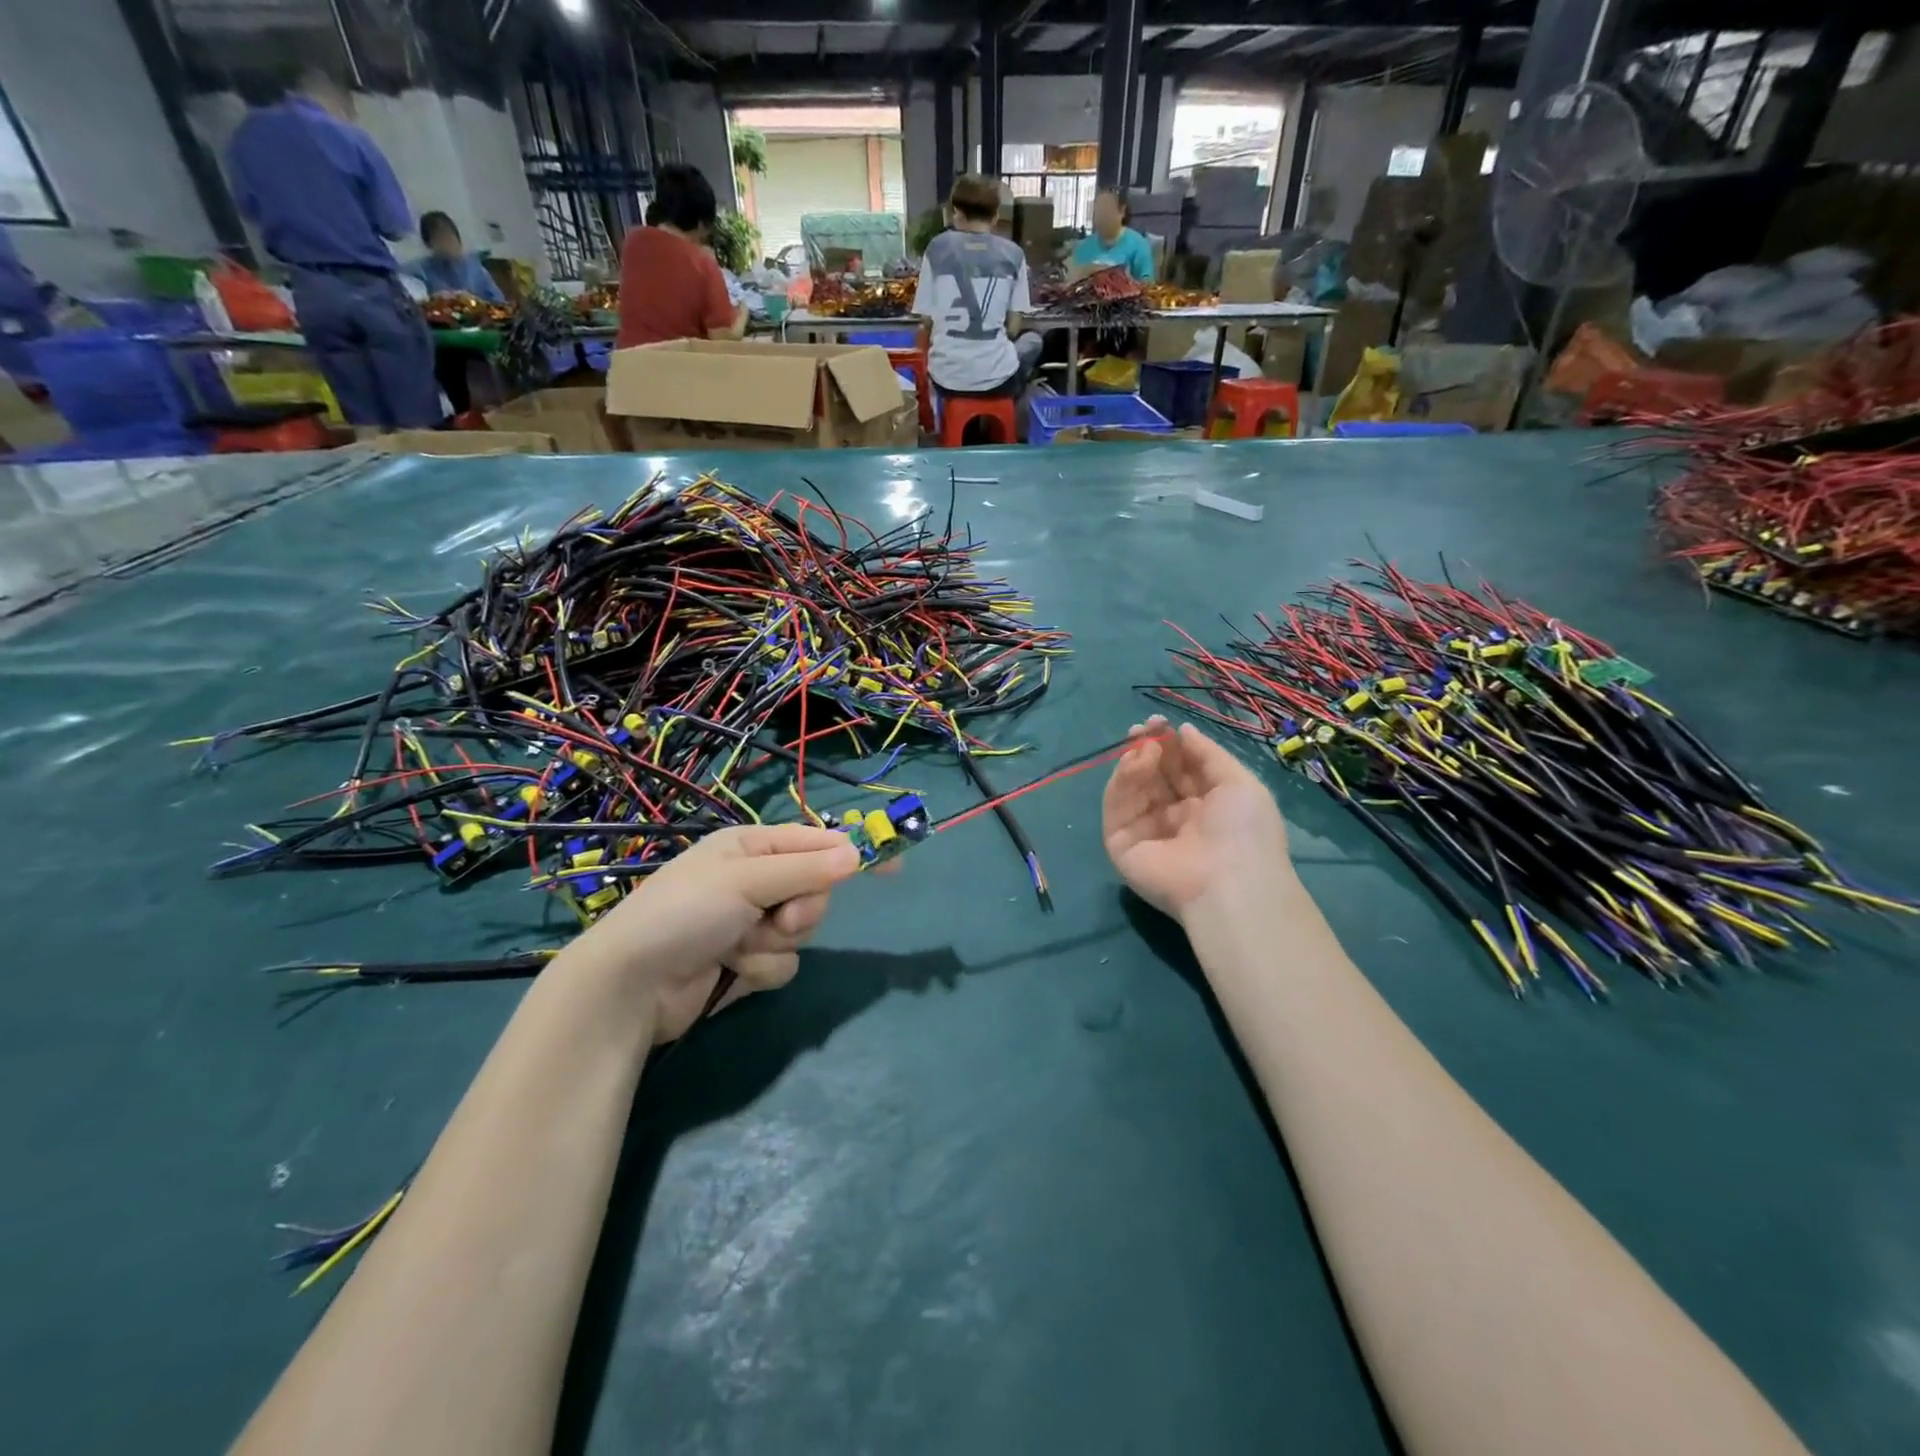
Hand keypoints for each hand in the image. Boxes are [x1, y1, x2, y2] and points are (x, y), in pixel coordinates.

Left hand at [578, 824, 860, 1042]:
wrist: (632, 985)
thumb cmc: (685, 914)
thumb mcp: (745, 880)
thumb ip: (805, 870)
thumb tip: (858, 854)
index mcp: (751, 847)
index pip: (816, 843)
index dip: (852, 853)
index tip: (892, 866)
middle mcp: (754, 880)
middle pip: (815, 889)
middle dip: (801, 909)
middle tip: (778, 919)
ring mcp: (750, 923)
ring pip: (802, 930)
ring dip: (776, 943)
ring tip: (739, 947)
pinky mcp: (747, 962)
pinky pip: (783, 962)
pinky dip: (761, 968)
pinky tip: (731, 970)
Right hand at [1102, 717, 1291, 922]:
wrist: (1229, 882)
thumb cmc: (1245, 831)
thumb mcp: (1239, 783)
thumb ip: (1208, 754)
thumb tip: (1183, 730)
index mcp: (1204, 807)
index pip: (1178, 770)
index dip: (1169, 745)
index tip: (1160, 722)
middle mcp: (1173, 818)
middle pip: (1152, 776)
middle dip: (1147, 747)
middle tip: (1144, 726)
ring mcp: (1145, 831)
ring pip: (1131, 788)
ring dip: (1136, 761)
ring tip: (1146, 746)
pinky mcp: (1121, 844)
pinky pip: (1116, 807)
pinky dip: (1121, 781)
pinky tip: (1135, 762)